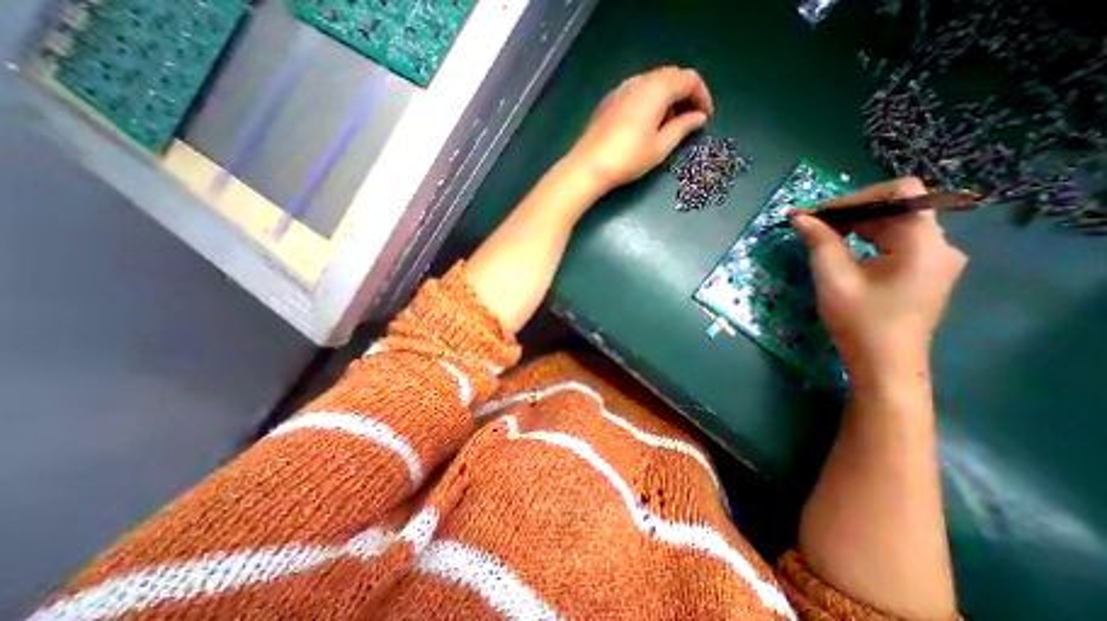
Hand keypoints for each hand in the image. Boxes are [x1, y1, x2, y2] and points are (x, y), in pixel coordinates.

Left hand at [562, 64, 718, 190]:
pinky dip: (649, 102)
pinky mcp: (608, 102)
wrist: (588, 167)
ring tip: (669, 125)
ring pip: (652, 84)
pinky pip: (636, 93)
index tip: (705, 118)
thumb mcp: (660, 147)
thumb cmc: (628, 158)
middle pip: (670, 77)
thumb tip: (698, 117)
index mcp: (656, 88)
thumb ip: (682, 128)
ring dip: (666, 99)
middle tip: (690, 119)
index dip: (702, 96)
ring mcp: (620, 90)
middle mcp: (639, 81)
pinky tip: (646, 124)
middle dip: (685, 96)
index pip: (689, 79)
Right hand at [790, 177, 966, 379]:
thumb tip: (800, 216)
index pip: (900, 194)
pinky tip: (839, 248)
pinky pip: (893, 241)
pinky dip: (864, 238)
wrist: (883, 363)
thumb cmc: (859, 321)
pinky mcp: (922, 270)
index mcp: (924, 243)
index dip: (855, 197)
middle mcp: (938, 244)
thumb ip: (819, 242)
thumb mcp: (833, 278)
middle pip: (895, 208)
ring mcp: (934, 258)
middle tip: (809, 224)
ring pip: (893, 224)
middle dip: (849, 211)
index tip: (818, 214)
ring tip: (818, 234)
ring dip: (854, 224)